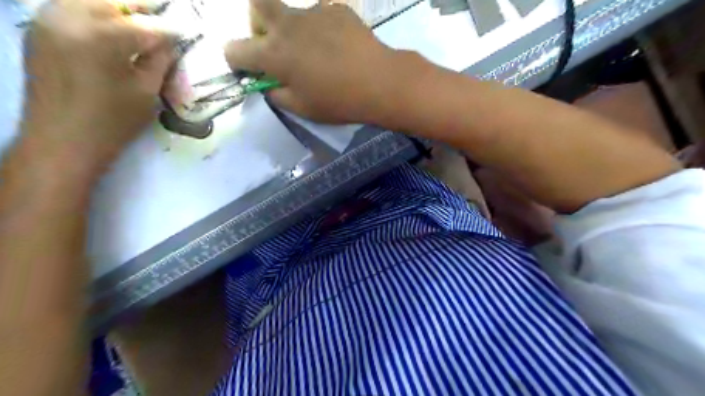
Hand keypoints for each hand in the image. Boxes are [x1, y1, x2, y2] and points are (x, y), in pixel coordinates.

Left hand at [23, 0, 173, 168]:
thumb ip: (159, 61)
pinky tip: (110, 30)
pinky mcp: (37, 30)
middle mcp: (68, 17)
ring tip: (137, 25)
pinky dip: (93, 14)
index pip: (145, 25)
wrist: (62, 140)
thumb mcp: (146, 92)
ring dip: (116, 10)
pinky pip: (69, 9)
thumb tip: (170, 43)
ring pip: (88, 1)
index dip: (169, 29)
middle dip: (140, 11)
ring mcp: (47, 20)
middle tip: (162, 24)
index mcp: (101, 36)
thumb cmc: (112, 121)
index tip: (186, 32)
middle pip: (112, 2)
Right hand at [222, 0, 403, 123]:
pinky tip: (339, 48)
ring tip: (319, 53)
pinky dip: (322, 30)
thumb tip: (270, 85)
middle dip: (257, 23)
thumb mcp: (302, 109)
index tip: (248, 70)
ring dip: (295, 30)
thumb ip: (277, 95)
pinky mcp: (337, 9)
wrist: (379, 82)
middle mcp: (287, 25)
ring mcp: (313, 13)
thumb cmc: (337, 101)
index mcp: (273, 54)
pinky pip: (321, 16)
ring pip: (293, 13)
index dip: (236, 61)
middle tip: (275, 45)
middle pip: (257, 5)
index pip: (234, 50)